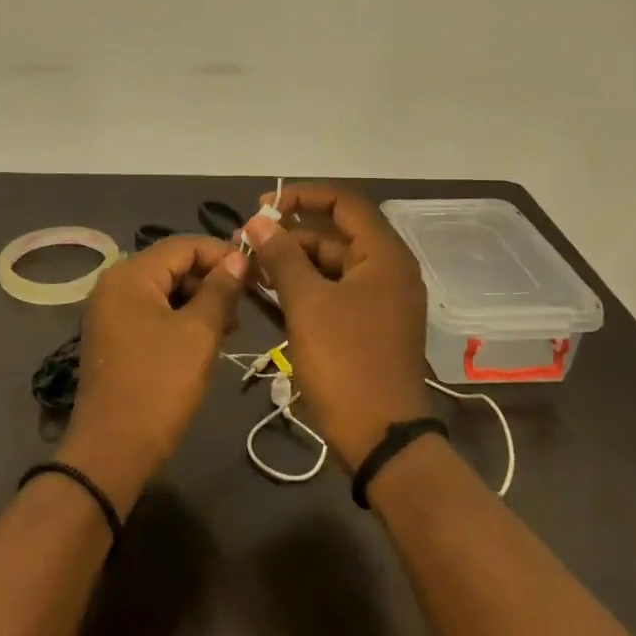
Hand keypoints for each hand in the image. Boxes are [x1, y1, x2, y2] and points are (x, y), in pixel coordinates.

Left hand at [56, 235, 248, 513]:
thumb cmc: (159, 385)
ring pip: (165, 290)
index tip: (257, 270)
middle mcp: (115, 284)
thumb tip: (238, 258)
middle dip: (212, 279)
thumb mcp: (198, 334)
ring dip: (200, 301)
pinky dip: (182, 318)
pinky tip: (208, 337)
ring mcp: (112, 312)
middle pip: (172, 265)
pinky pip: (153, 312)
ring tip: (233, 324)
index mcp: (131, 275)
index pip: (183, 245)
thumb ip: (220, 290)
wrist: (112, 451)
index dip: (222, 253)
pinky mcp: (116, 336)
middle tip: (248, 300)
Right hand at [243, 185, 430, 471]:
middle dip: (290, 235)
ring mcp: (382, 299)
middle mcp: (388, 269)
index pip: (343, 202)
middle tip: (247, 245)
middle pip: (335, 234)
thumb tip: (259, 221)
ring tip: (251, 271)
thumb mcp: (307, 304)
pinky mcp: (371, 324)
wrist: (381, 439)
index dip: (301, 196)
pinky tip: (271, 294)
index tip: (263, 206)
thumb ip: (282, 256)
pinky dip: (306, 288)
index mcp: (384, 255)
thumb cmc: (345, 363)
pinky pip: (336, 290)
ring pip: (332, 265)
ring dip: (294, 263)